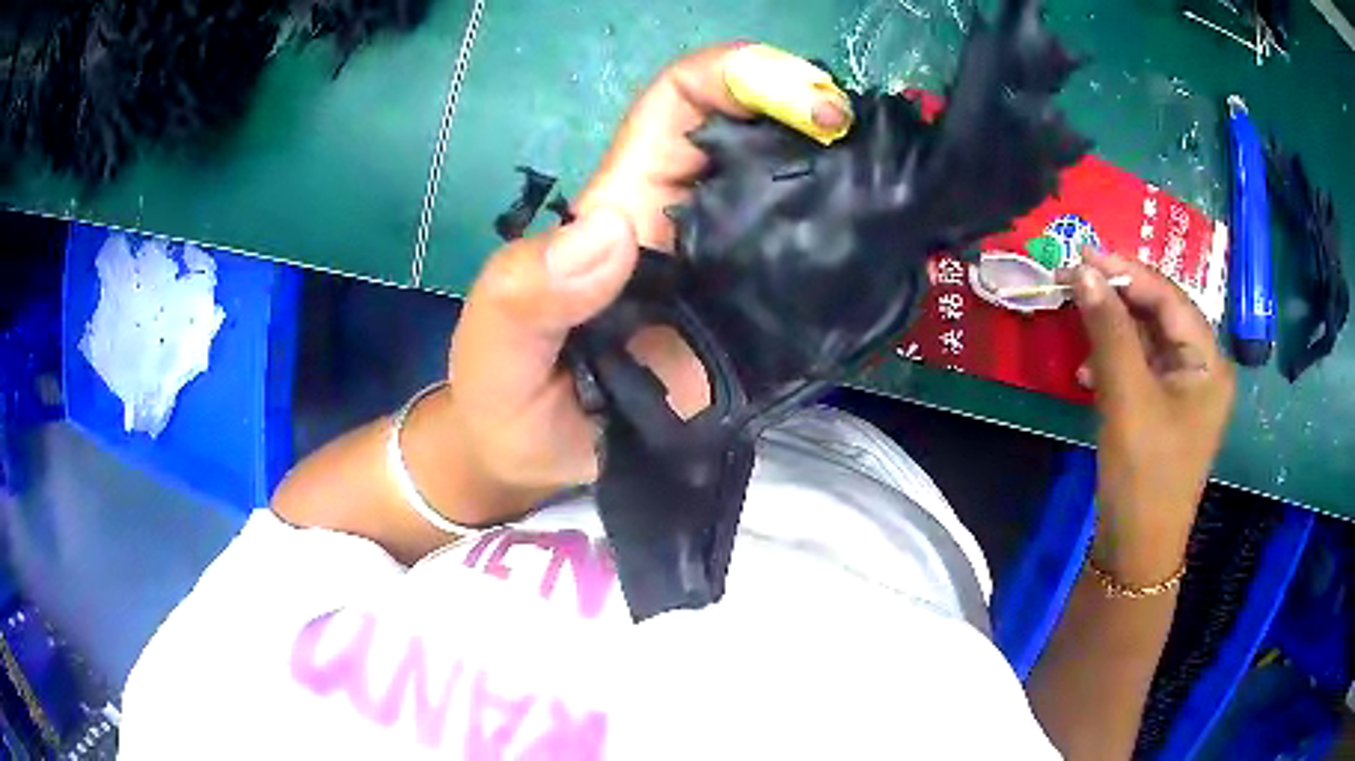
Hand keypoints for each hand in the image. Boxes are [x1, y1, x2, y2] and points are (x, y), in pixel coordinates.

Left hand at [442, 44, 852, 506]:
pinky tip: (888, 262)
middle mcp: (685, 221)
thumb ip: (526, 294)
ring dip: (848, 178)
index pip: (684, 101)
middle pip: (756, 134)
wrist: (533, 459)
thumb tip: (611, 236)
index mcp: (625, 202)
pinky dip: (852, 255)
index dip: (741, 74)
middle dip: (815, 115)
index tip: (808, 101)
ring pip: (795, 193)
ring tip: (898, 192)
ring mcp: (728, 272)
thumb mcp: (494, 343)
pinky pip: (812, 271)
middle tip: (876, 144)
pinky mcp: (754, 325)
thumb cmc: (504, 396)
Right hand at [1066, 253, 1235, 582]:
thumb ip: (1108, 330)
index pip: (1169, 297)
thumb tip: (1081, 271)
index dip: (1127, 271)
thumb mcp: (1126, 398)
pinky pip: (1140, 367)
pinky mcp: (1164, 410)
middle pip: (1160, 314)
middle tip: (1074, 279)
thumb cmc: (1143, 474)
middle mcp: (1202, 368)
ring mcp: (1184, 391)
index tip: (1081, 254)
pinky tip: (1088, 370)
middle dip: (1117, 297)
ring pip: (1147, 339)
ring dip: (1112, 329)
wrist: (1136, 551)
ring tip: (1078, 325)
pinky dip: (1114, 360)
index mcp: (1208, 362)